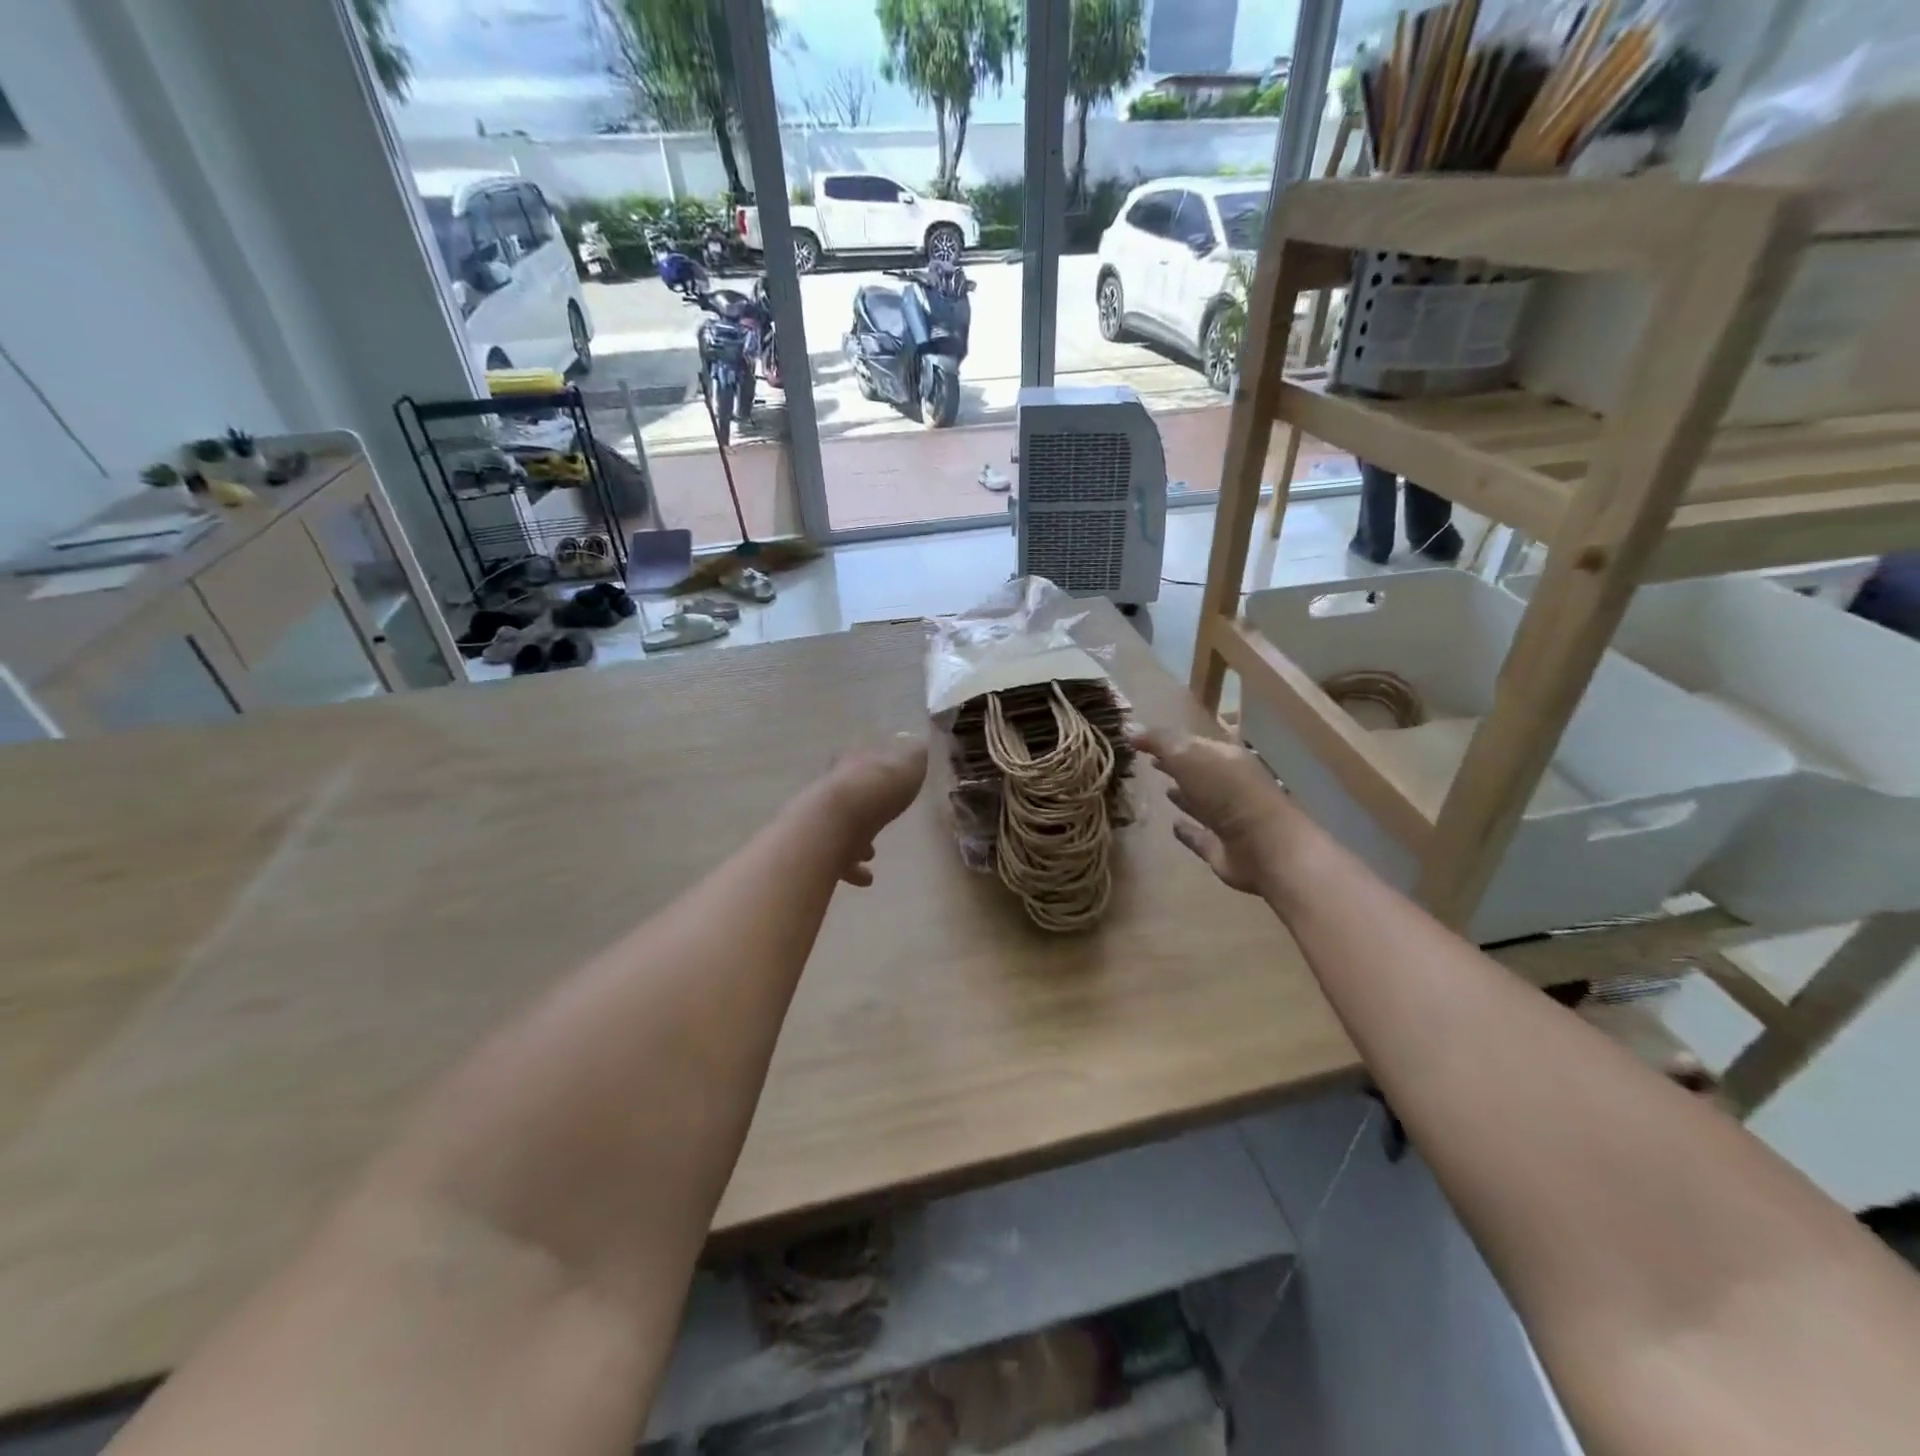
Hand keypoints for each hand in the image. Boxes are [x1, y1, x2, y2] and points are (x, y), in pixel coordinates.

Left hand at [820, 735, 928, 885]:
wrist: (834, 824)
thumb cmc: (876, 789)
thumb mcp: (909, 762)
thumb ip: (915, 755)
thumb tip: (919, 746)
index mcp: (855, 763)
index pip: (862, 760)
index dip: (876, 770)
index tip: (888, 781)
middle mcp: (834, 788)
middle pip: (849, 795)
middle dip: (864, 808)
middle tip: (880, 822)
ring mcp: (821, 819)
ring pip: (839, 828)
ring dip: (855, 841)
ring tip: (872, 855)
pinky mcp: (816, 849)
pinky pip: (835, 859)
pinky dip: (850, 869)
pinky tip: (865, 880)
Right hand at [1132, 727, 1297, 895]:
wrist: (1265, 847)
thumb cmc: (1228, 793)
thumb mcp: (1189, 756)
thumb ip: (1160, 742)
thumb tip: (1128, 726)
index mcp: (1225, 758)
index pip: (1193, 743)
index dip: (1167, 740)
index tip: (1139, 740)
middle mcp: (1228, 785)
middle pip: (1198, 772)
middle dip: (1176, 766)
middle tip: (1149, 763)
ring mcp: (1227, 818)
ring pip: (1200, 802)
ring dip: (1183, 796)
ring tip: (1161, 790)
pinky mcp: (1221, 848)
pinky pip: (1199, 836)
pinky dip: (1187, 831)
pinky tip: (1173, 826)